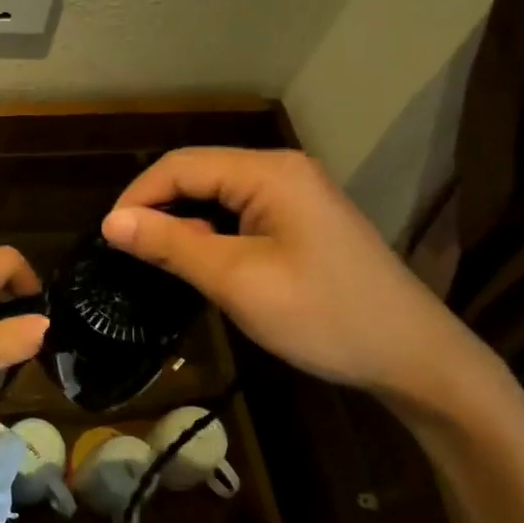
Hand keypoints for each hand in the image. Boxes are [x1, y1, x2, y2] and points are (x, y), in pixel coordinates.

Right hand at [102, 147, 494, 403]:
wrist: (415, 357)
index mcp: (269, 173)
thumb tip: (111, 222)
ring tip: (158, 261)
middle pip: (199, 174)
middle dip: (159, 208)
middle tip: (129, 254)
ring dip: (184, 223)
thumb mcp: (237, 281)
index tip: (108, 238)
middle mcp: (282, 171)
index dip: (138, 196)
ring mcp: (297, 194)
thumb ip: (172, 245)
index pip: (181, 165)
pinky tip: (202, 263)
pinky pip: (241, 213)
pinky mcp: (303, 221)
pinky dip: (212, 234)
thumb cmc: (324, 316)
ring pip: (218, 195)